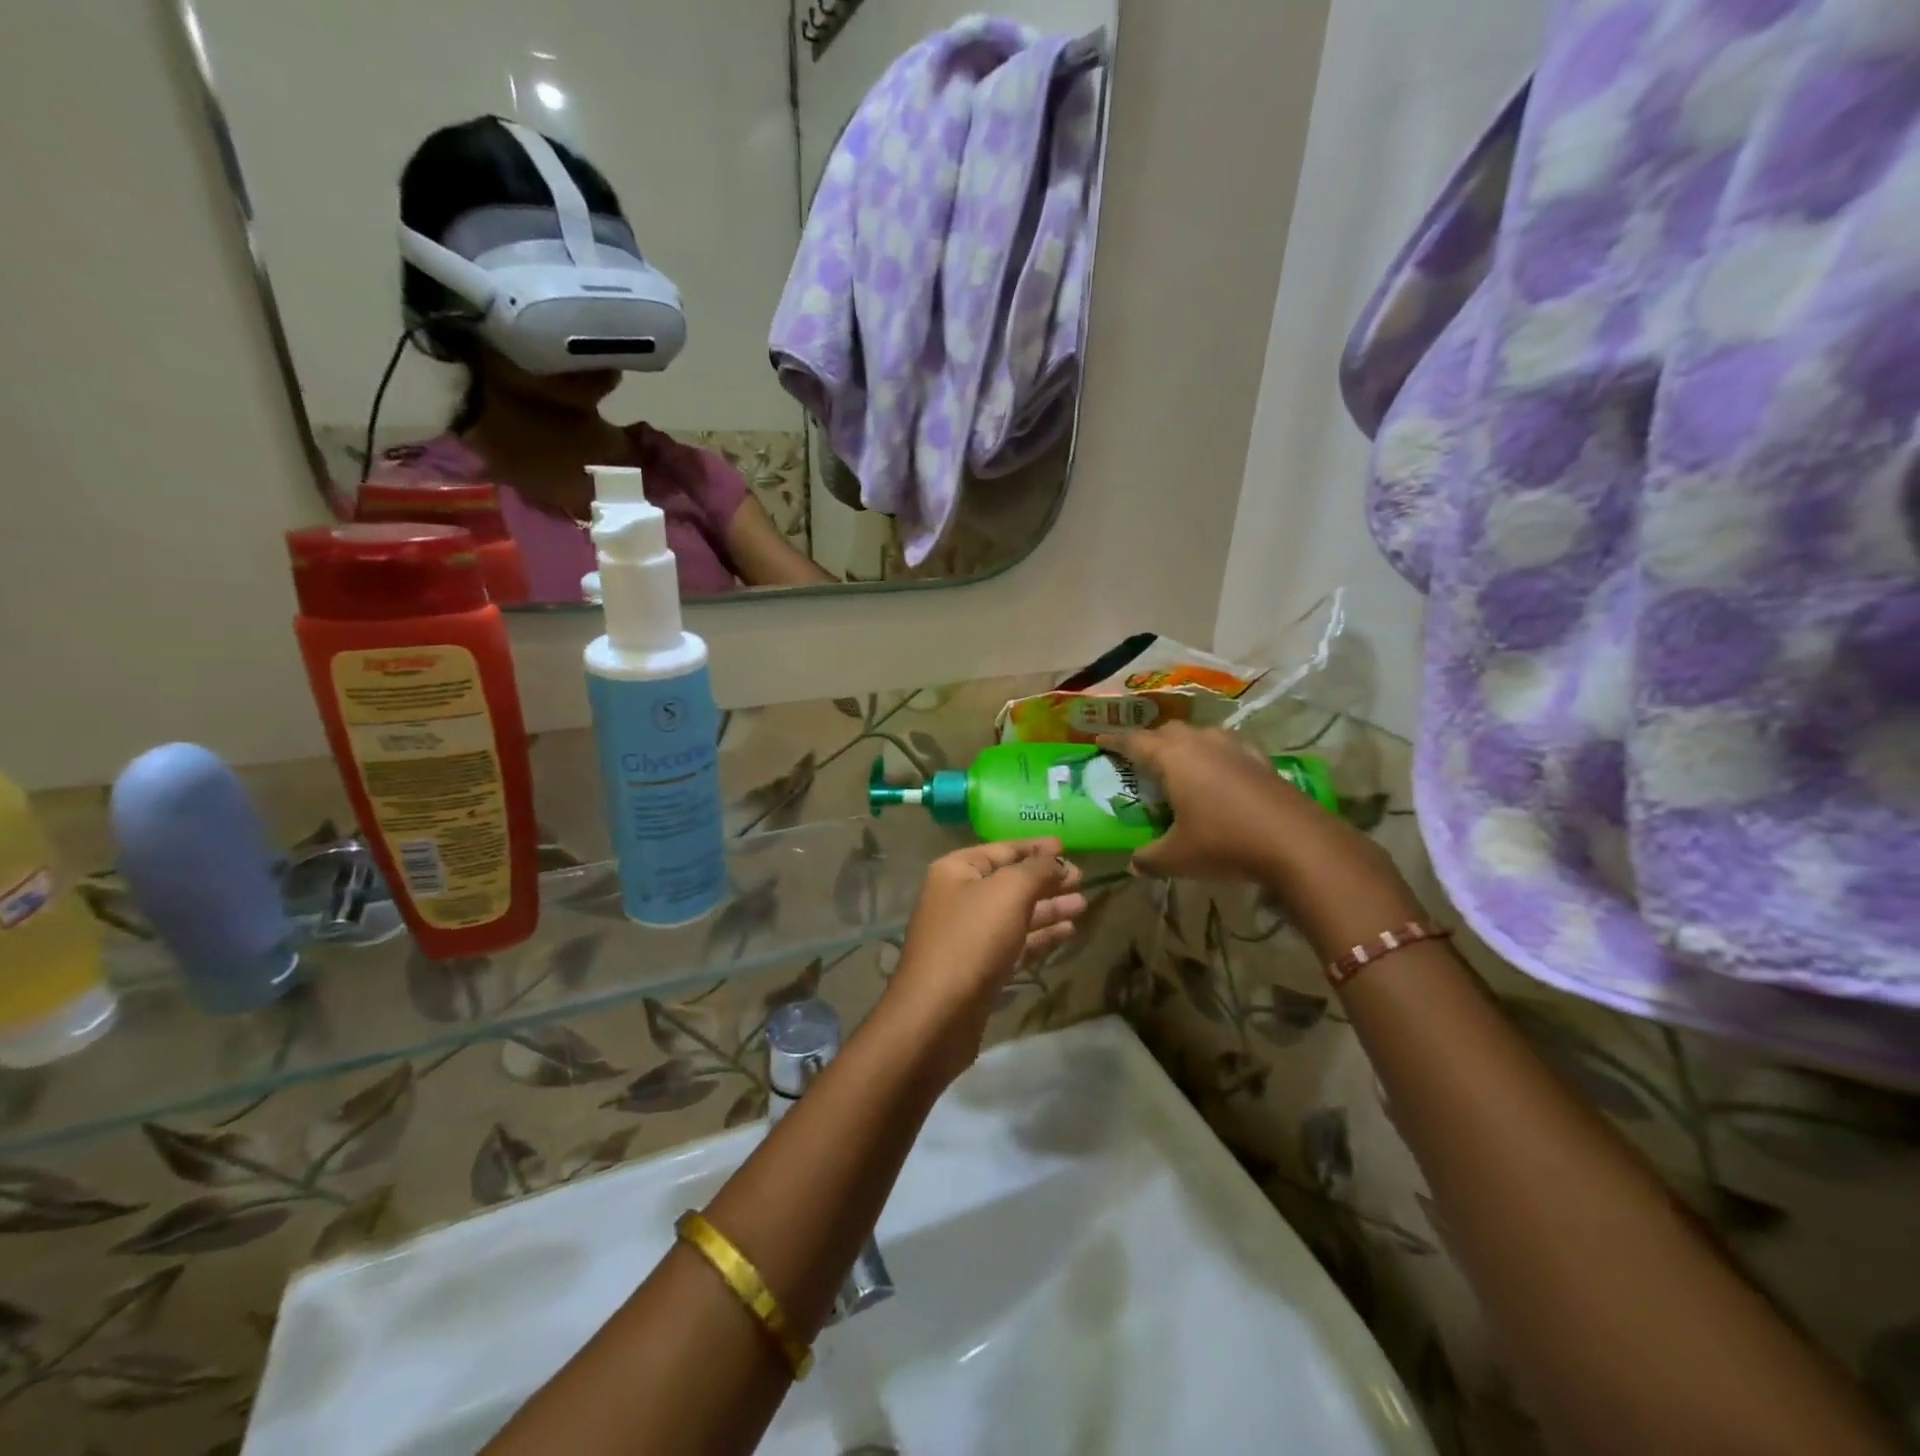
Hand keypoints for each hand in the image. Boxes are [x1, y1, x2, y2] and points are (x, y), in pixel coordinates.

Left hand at [883, 839, 1085, 1081]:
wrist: (938, 1015)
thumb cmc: (972, 939)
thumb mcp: (1008, 892)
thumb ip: (1037, 870)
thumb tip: (1056, 859)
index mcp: (955, 871)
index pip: (1001, 850)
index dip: (1034, 848)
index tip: (1066, 847)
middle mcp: (958, 898)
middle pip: (1009, 883)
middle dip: (1046, 880)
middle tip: (1082, 879)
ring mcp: (968, 936)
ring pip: (1015, 914)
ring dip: (1048, 908)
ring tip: (1082, 904)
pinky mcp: (980, 969)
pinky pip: (1015, 943)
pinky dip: (1040, 936)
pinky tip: (1067, 932)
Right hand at [1091, 723, 1305, 880]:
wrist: (1296, 842)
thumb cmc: (1224, 842)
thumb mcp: (1176, 857)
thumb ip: (1148, 858)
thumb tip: (1133, 864)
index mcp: (1172, 758)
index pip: (1134, 742)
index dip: (1114, 741)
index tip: (1100, 741)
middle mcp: (1201, 743)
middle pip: (1168, 731)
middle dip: (1150, 741)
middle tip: (1139, 758)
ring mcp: (1234, 748)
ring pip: (1200, 735)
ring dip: (1184, 744)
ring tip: (1179, 763)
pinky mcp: (1260, 761)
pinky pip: (1228, 749)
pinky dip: (1216, 756)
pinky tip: (1220, 774)